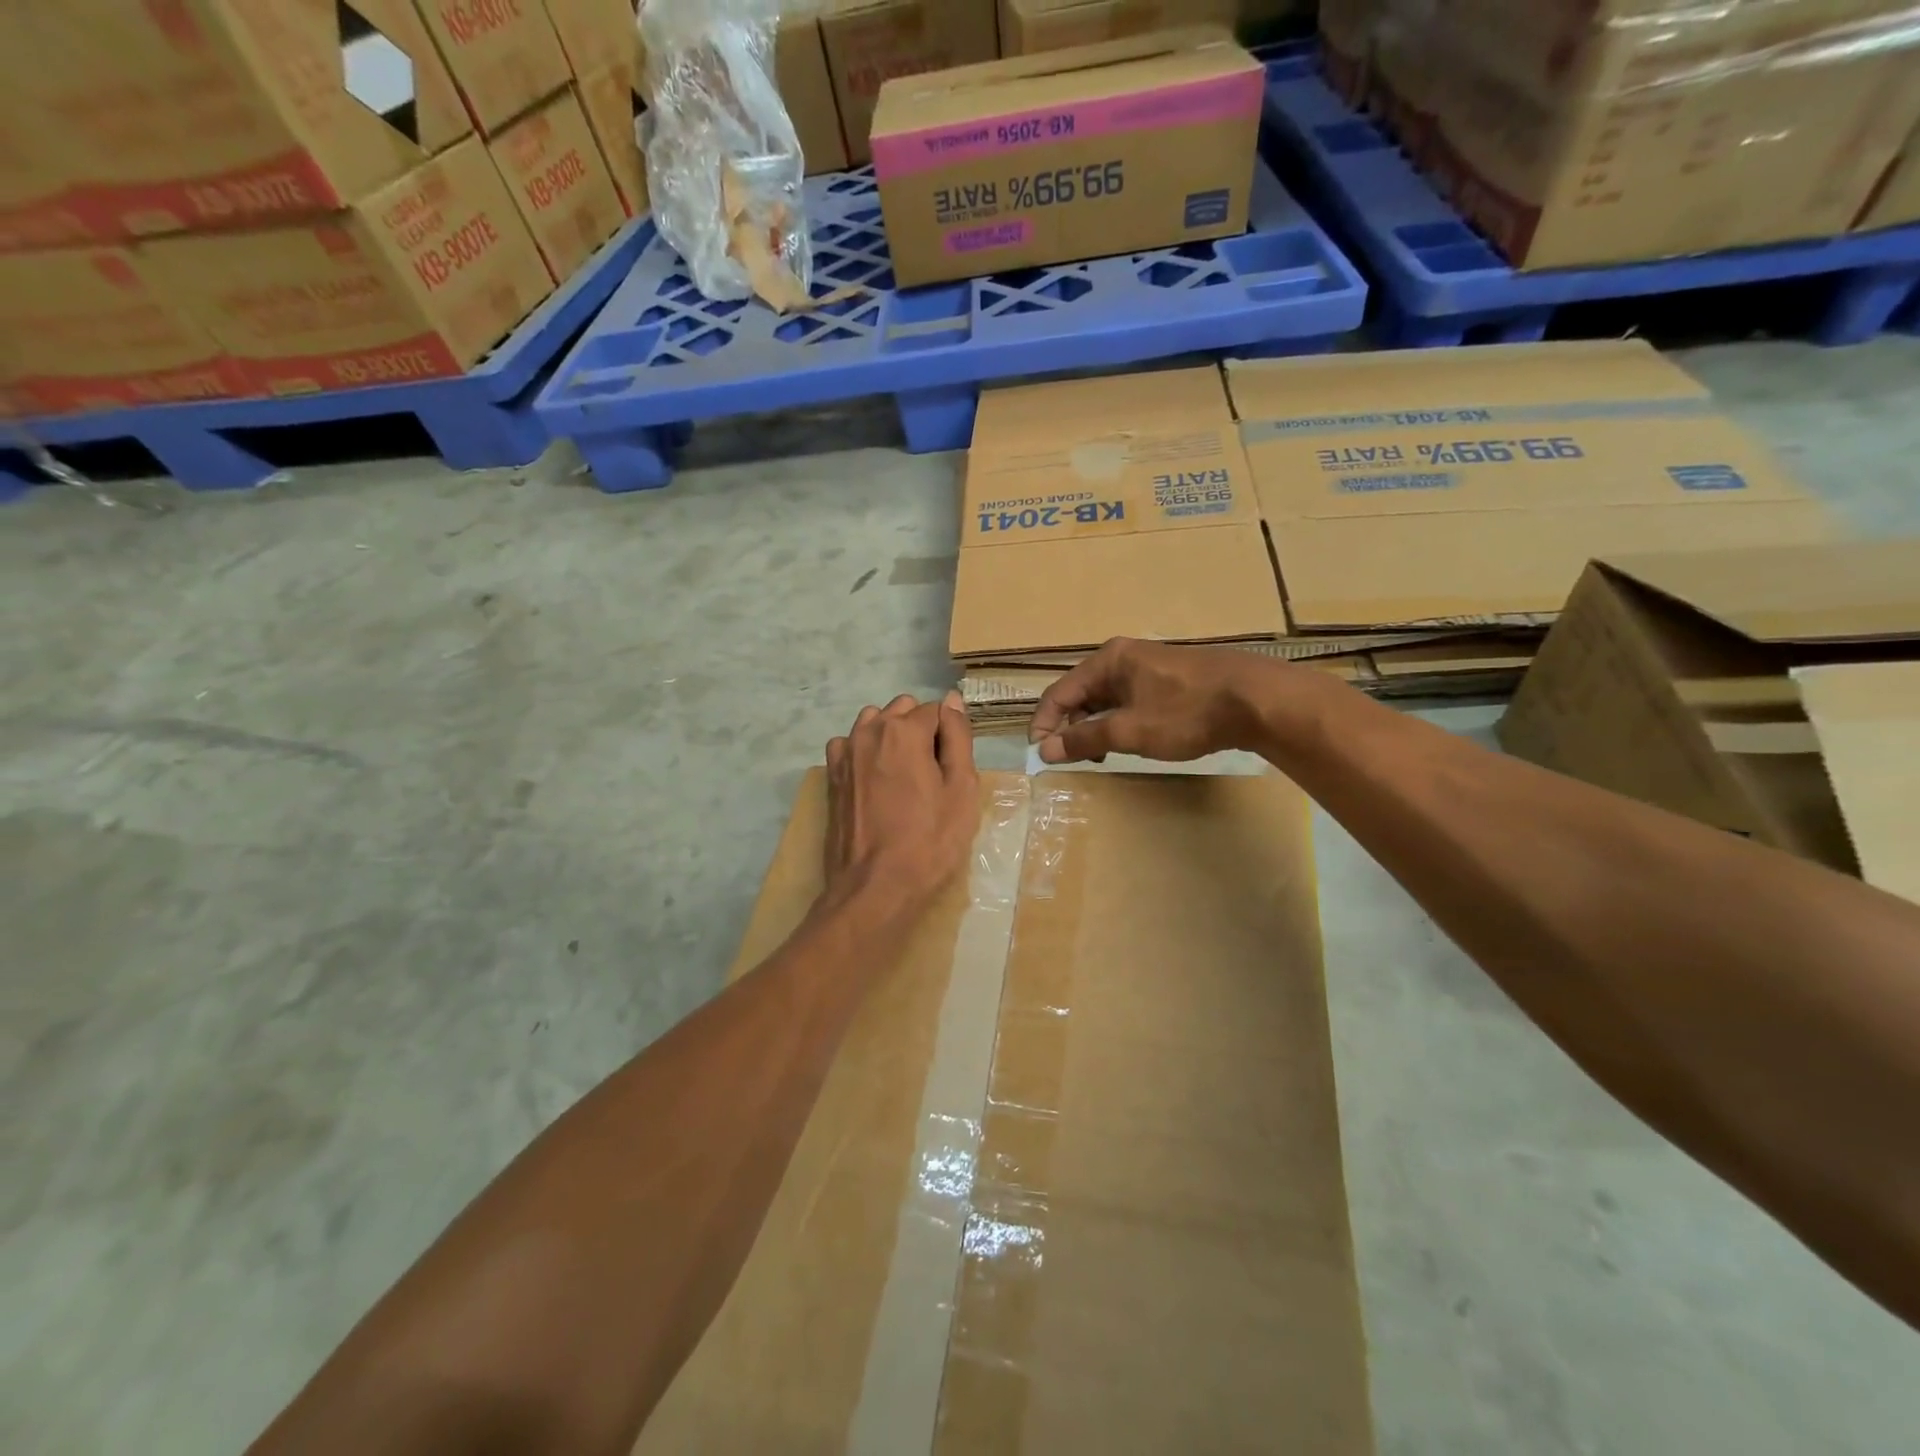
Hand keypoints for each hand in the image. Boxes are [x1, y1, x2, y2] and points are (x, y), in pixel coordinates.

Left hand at [824, 692, 978, 912]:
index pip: (937, 711)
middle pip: (903, 710)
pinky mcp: (831, 775)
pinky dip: (864, 752)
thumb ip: (958, 737)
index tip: (952, 770)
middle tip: (931, 774)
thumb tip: (953, 700)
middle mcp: (869, 731)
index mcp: (904, 730)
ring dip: (891, 737)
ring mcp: (844, 752)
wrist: (874, 887)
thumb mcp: (961, 790)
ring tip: (903, 777)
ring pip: (874, 723)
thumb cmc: (929, 841)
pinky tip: (875, 782)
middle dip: (920, 731)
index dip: (950, 738)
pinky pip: (850, 745)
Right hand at [1029, 638, 1273, 764]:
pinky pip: (1131, 701)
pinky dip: (1121, 723)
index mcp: (1108, 661)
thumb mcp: (1129, 731)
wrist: (1257, 700)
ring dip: (1097, 728)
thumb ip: (1084, 740)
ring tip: (1102, 756)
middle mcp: (1124, 657)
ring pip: (1107, 700)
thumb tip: (1044, 749)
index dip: (1044, 724)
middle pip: (1081, 694)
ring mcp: (1150, 667)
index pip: (1059, 692)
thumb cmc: (1186, 713)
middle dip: (1071, 727)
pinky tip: (1133, 742)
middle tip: (1072, 760)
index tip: (1040, 755)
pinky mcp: (1171, 680)